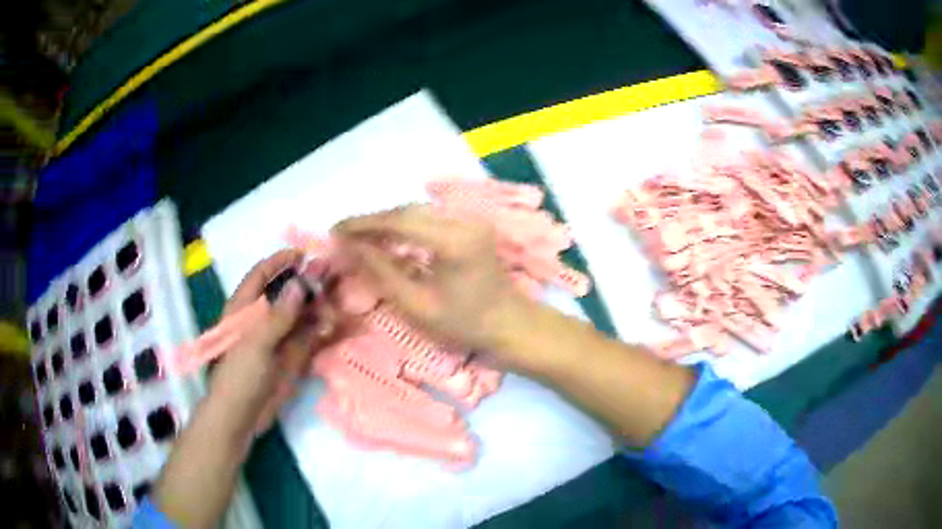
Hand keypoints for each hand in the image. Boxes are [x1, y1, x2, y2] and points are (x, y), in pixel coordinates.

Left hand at [209, 250, 335, 434]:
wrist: (242, 414)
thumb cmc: (240, 374)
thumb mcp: (256, 341)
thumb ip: (279, 314)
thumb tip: (300, 284)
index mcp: (245, 308)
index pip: (262, 275)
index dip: (280, 262)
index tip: (303, 255)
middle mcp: (263, 318)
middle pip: (286, 293)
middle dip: (307, 282)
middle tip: (332, 273)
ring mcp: (279, 338)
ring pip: (301, 314)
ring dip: (319, 306)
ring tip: (339, 298)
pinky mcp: (292, 357)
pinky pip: (310, 337)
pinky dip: (323, 330)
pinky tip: (337, 325)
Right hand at [333, 205, 537, 366]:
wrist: (511, 325)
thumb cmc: (465, 324)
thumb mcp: (417, 305)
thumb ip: (382, 272)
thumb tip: (351, 247)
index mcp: (452, 240)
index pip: (398, 221)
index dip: (363, 224)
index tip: (335, 230)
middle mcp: (463, 220)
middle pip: (407, 212)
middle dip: (373, 222)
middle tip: (344, 236)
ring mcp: (470, 220)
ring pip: (417, 213)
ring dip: (387, 223)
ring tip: (360, 238)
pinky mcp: (471, 225)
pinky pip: (430, 219)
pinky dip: (405, 227)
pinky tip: (388, 239)